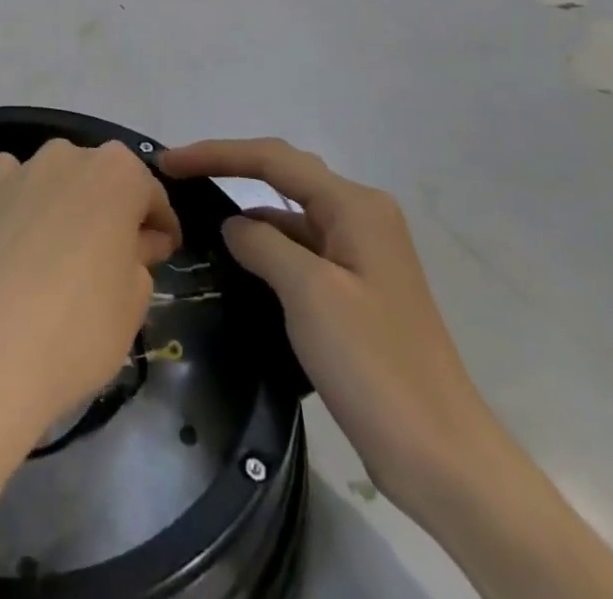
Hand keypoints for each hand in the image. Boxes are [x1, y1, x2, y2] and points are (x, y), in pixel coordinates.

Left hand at [0, 138, 181, 437]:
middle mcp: (70, 156)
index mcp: (119, 173)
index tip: (163, 254)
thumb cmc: (79, 327)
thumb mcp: (134, 301)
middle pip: (102, 179)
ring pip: (58, 177)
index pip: (152, 194)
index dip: (161, 226)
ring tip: (66, 250)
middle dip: (114, 210)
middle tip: (118, 258)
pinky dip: (22, 199)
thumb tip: (134, 244)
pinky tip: (21, 234)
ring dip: (68, 202)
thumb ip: (140, 259)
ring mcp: (23, 169)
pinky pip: (13, 182)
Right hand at [158, 138, 502, 521]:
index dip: (216, 154)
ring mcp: (360, 254)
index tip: (169, 162)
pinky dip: (266, 248)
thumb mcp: (309, 293)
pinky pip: (300, 250)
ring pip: (290, 214)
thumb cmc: (374, 364)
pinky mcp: (356, 290)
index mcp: (355, 206)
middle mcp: (361, 217)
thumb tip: (233, 225)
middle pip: (282, 175)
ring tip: (195, 219)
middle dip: (228, 169)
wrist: (442, 458)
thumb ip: (262, 244)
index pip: (272, 159)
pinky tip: (237, 264)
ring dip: (246, 212)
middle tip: (177, 177)